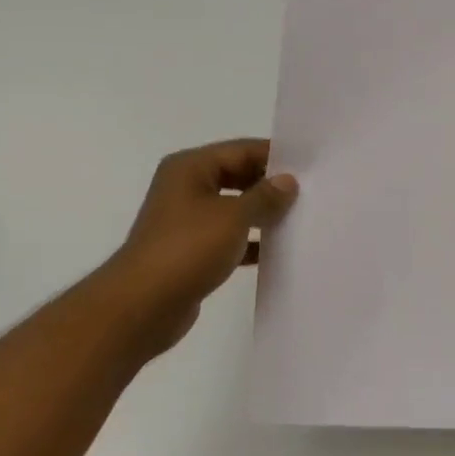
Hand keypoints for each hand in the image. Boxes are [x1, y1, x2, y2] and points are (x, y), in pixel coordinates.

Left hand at [104, 139, 297, 357]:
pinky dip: (250, 242)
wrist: (144, 305)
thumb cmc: (187, 249)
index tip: (309, 165)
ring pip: (234, 209)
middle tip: (310, 193)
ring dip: (262, 215)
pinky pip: (228, 238)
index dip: (274, 155)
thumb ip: (264, 197)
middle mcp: (186, 188)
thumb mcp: (233, 217)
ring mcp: (187, 221)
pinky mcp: (191, 252)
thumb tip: (288, 181)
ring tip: (301, 219)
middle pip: (236, 177)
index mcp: (190, 168)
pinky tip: (276, 252)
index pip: (240, 150)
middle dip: (270, 185)